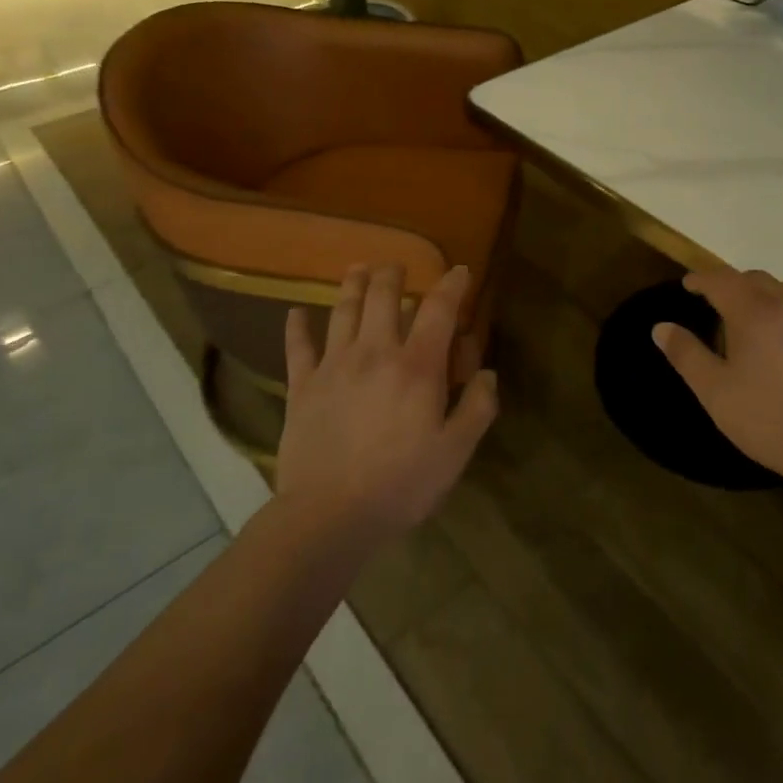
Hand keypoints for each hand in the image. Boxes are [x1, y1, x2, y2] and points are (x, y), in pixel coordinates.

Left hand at [278, 263, 498, 539]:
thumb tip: (488, 373)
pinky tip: (294, 312)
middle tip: (397, 266)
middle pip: (384, 297)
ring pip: (343, 310)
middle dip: (394, 274)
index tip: (460, 270)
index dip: (452, 285)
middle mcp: (375, 352)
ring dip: (352, 285)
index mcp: (417, 366)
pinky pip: (298, 347)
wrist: (328, 515)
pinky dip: (296, 326)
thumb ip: (477, 408)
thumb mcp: (455, 452)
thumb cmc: (400, 485)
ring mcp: (334, 365)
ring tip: (358, 268)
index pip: (438, 309)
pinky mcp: (302, 386)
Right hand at [652, 270, 782, 485]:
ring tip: (764, 321)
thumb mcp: (715, 393)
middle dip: (736, 286)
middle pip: (759, 280)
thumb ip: (686, 355)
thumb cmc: (770, 421)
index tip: (689, 285)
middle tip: (722, 306)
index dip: (702, 279)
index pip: (722, 280)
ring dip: (772, 297)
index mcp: (755, 313)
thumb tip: (661, 327)